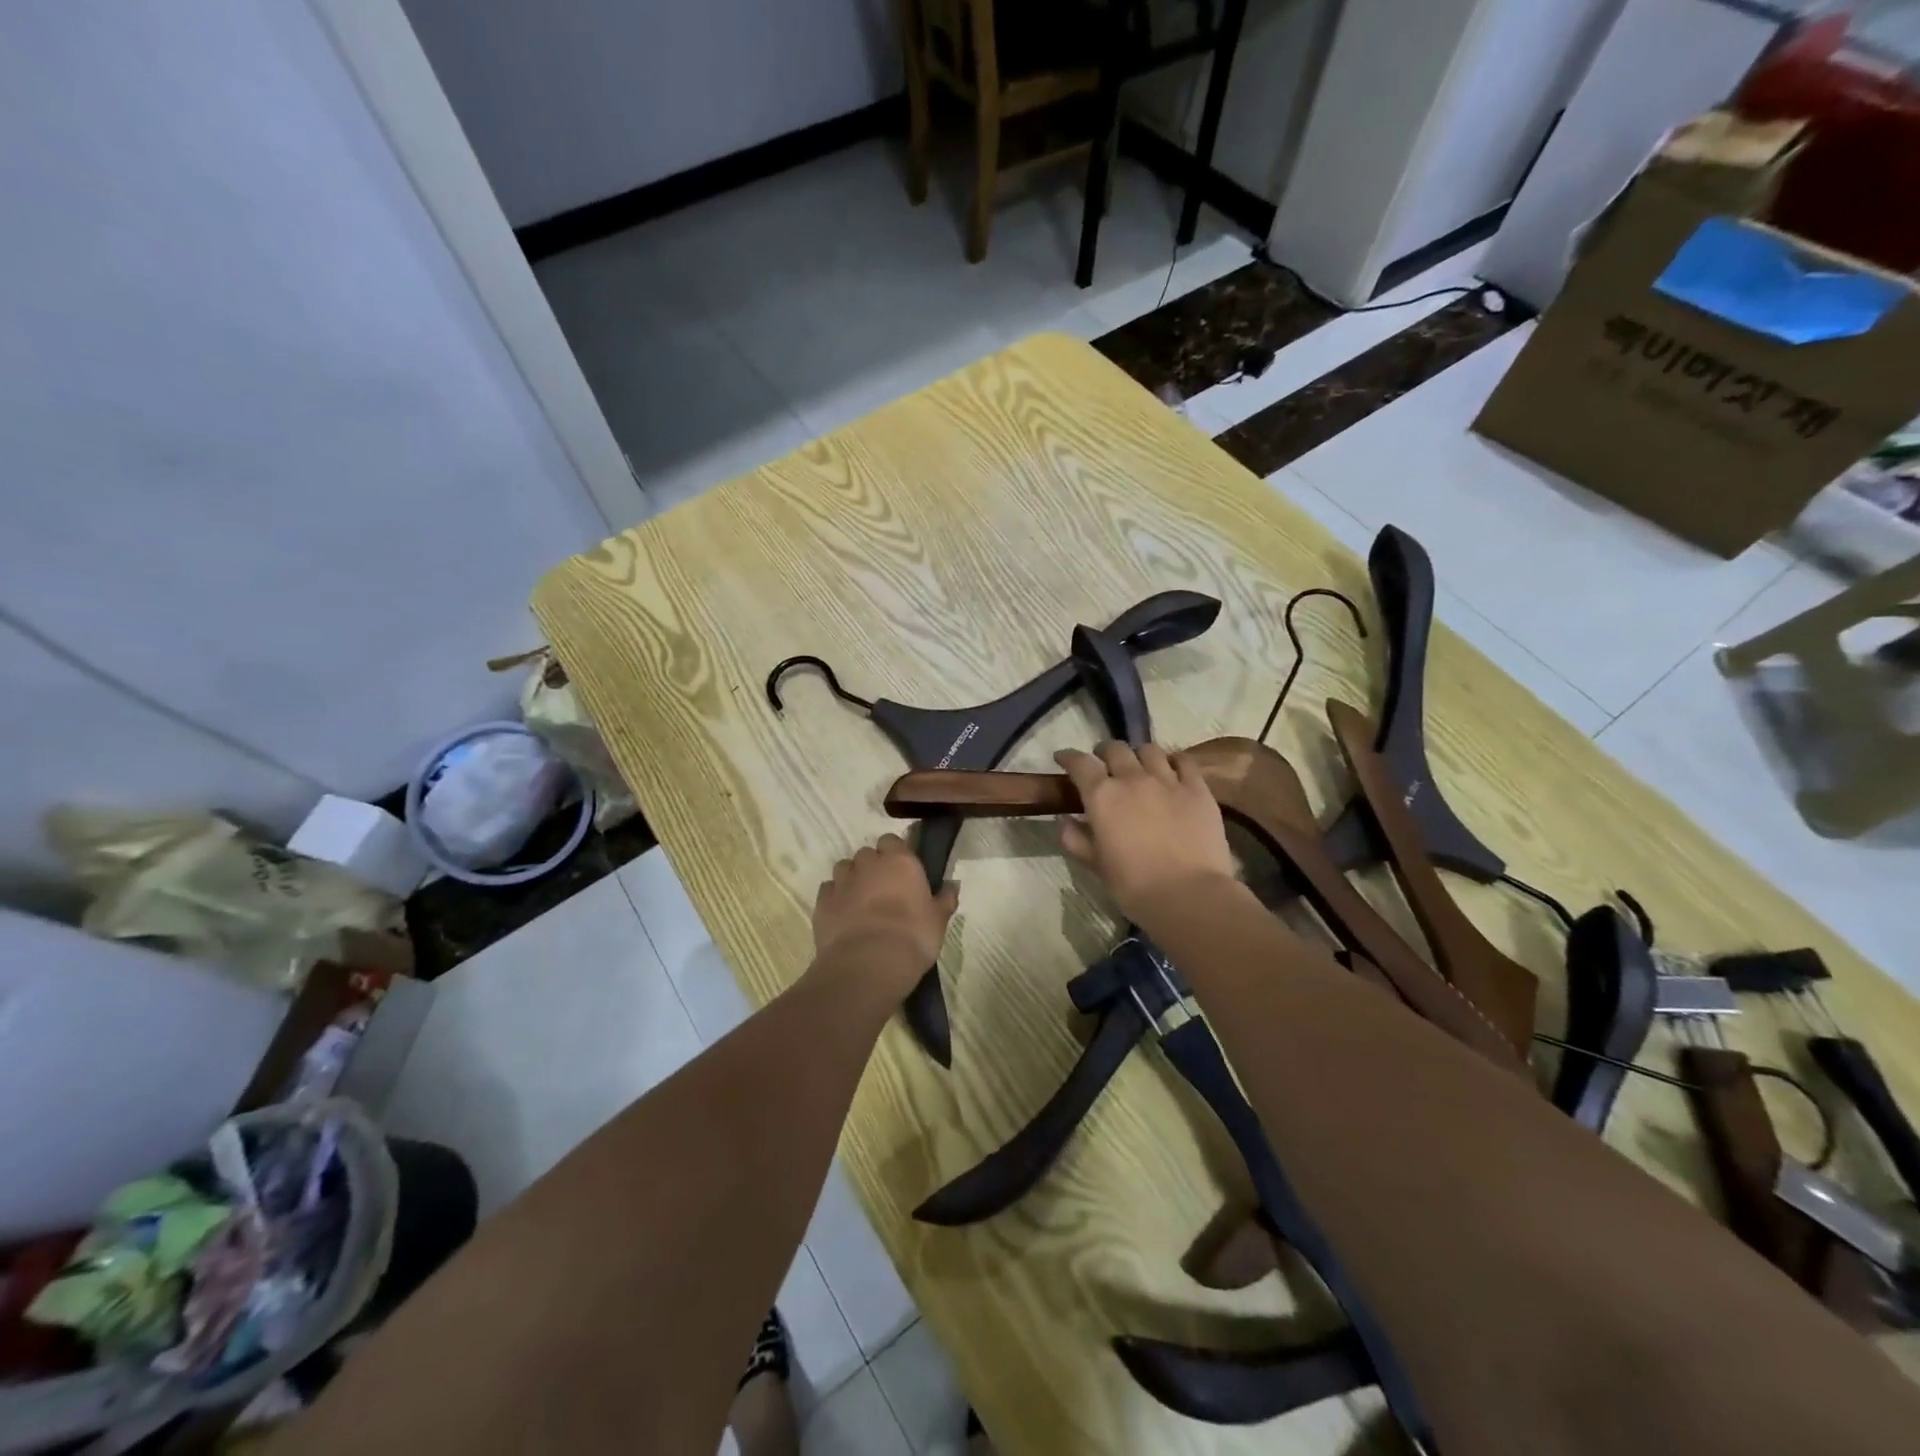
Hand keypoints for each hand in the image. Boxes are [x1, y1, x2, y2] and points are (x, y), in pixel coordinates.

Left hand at [813, 834, 959, 985]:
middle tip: (884, 890)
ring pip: (844, 868)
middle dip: (873, 867)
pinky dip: (835, 897)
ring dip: (852, 878)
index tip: (903, 871)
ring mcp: (842, 881)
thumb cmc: (913, 937)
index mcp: (900, 861)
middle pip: (867, 854)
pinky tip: (843, 915)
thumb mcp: (938, 920)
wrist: (868, 964)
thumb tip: (953, 884)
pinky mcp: (822, 902)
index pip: (893, 841)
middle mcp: (868, 864)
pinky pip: (828, 890)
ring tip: (861, 902)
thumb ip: (945, 898)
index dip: (896, 853)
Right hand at [1056, 742, 1236, 921]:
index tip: (1063, 758)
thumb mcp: (1096, 864)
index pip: (1079, 763)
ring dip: (1138, 754)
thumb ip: (1076, 839)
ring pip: (1149, 750)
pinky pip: (1185, 762)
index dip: (1068, 757)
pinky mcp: (1198, 789)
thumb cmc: (1134, 885)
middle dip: (1104, 752)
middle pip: (1115, 749)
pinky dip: (1174, 761)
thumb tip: (1064, 820)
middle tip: (1103, 763)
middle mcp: (1133, 778)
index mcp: (1102, 796)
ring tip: (1138, 765)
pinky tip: (1172, 769)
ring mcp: (1168, 780)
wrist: (1188, 895)